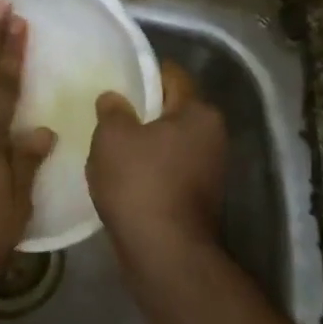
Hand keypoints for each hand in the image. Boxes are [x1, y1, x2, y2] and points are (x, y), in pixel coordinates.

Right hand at [88, 61, 226, 263]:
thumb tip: (114, 98)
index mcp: (199, 113)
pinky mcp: (198, 199)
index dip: (145, 71)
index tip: (119, 74)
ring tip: (110, 144)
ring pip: (170, 143)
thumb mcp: (112, 136)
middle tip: (109, 110)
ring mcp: (210, 171)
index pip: (173, 76)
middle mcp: (213, 137)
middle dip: (143, 110)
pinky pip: (169, 170)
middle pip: (173, 110)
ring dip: (145, 142)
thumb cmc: (140, 182)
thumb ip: (112, 110)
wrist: (163, 252)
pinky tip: (122, 175)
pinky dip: (149, 169)